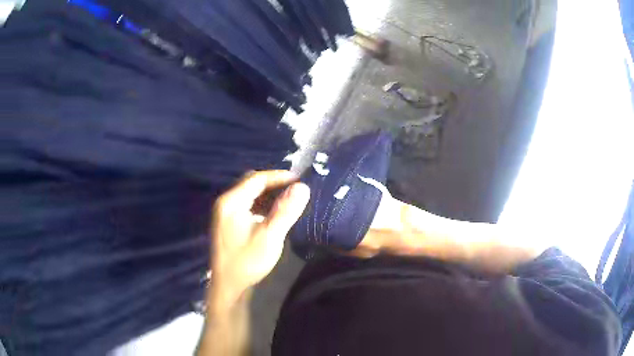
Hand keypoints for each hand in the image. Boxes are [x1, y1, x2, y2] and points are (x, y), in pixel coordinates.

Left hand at [209, 170, 309, 306]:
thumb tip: (303, 187)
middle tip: (295, 189)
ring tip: (289, 199)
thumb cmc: (247, 262)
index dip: (279, 176)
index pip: (256, 179)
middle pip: (251, 183)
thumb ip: (286, 211)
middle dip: (274, 184)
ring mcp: (225, 212)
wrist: (227, 285)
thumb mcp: (270, 236)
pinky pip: (246, 205)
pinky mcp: (228, 222)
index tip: (300, 179)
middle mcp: (225, 202)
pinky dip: (261, 204)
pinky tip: (274, 213)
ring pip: (249, 194)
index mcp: (231, 202)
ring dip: (268, 194)